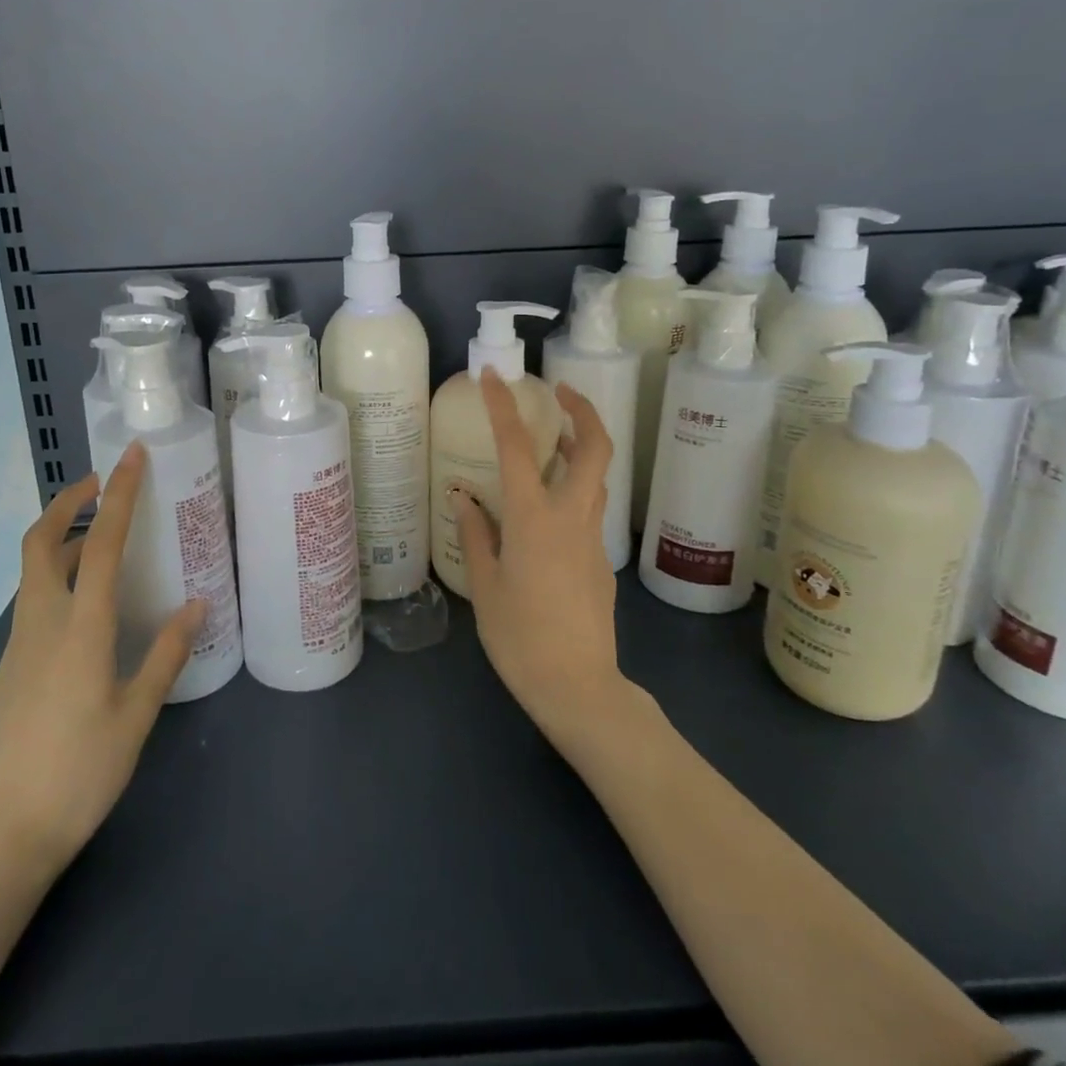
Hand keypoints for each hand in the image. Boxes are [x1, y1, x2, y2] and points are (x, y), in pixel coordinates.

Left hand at [0, 445, 203, 881]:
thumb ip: (167, 654)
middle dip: (67, 504)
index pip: (103, 544)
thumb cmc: (80, 773)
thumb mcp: (137, 714)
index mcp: (81, 629)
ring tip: (105, 547)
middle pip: (41, 544)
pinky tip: (85, 619)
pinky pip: (33, 610)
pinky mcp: (5, 673)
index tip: (131, 457)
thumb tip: (197, 604)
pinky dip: (58, 587)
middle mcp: (41, 625)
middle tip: (100, 485)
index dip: (119, 495)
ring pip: (34, 576)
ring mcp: (15, 649)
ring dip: (64, 545)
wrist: (1, 838)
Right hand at [453, 371, 632, 751]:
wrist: (579, 687)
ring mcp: (592, 537)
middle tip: (559, 393)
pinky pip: (588, 509)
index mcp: (534, 519)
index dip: (504, 407)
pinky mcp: (600, 559)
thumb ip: (478, 534)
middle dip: (582, 410)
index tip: (495, 378)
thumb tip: (465, 498)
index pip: (518, 447)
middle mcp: (571, 517)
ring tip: (551, 443)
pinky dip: (572, 489)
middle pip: (595, 448)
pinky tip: (544, 511)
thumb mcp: (485, 587)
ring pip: (596, 477)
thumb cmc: (521, 638)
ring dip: (580, 448)